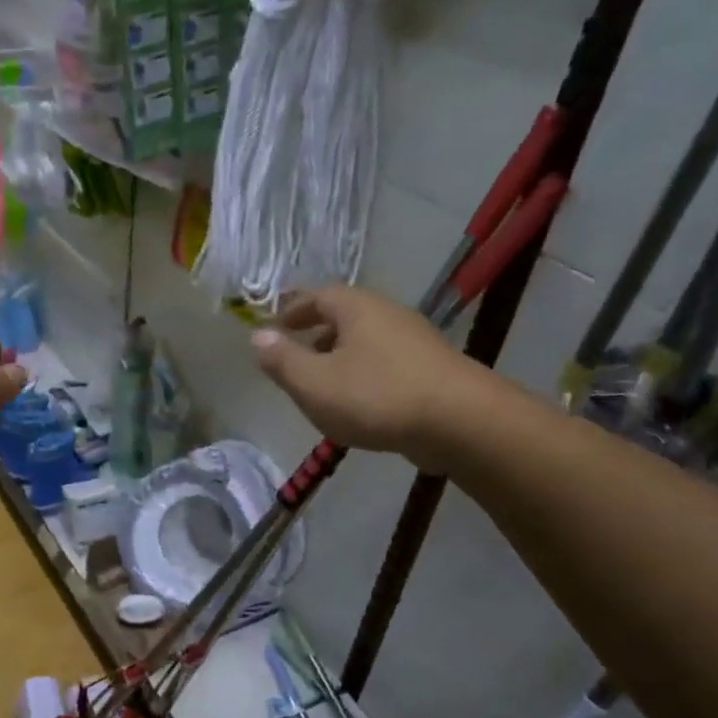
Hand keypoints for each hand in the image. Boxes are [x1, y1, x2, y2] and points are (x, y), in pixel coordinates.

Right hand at [251, 285, 509, 466]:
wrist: (459, 422)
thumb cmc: (376, 396)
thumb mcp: (314, 383)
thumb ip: (282, 360)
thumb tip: (257, 335)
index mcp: (356, 308)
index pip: (317, 295)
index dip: (292, 309)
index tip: (273, 326)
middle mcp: (387, 314)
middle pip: (343, 316)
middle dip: (315, 335)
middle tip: (293, 358)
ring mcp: (414, 341)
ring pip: (365, 342)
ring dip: (339, 358)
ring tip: (321, 386)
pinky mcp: (430, 369)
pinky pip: (384, 364)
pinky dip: (363, 376)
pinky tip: (358, 405)